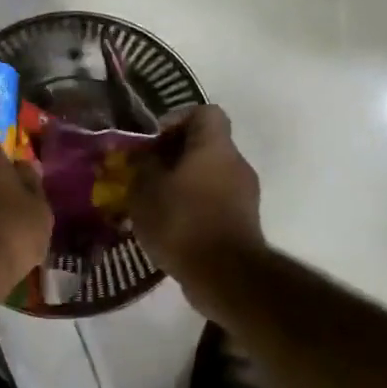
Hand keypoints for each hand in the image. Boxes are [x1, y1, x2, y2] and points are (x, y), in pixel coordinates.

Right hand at [129, 105, 265, 293]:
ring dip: (182, 184)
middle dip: (173, 157)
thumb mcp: (146, 190)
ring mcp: (244, 194)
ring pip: (208, 176)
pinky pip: (214, 202)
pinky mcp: (243, 222)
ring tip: (154, 205)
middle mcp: (236, 163)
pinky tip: (170, 227)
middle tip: (145, 175)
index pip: (205, 112)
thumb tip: (143, 155)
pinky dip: (193, 208)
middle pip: (205, 146)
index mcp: (215, 146)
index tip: (153, 142)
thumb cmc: (182, 221)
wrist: (224, 275)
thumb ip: (142, 166)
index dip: (177, 120)